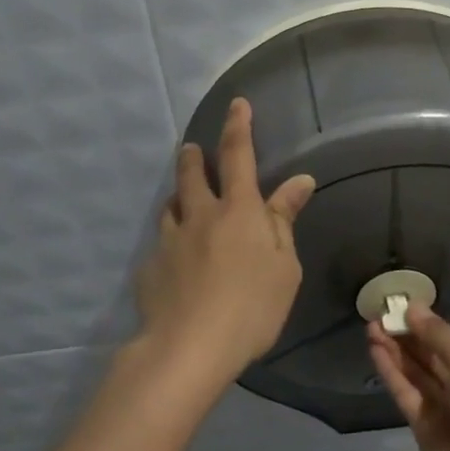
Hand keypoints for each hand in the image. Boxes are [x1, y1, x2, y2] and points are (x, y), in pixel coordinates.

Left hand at [135, 98, 315, 389]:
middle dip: (195, 157)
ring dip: (179, 197)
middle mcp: (199, 216)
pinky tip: (176, 262)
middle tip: (193, 149)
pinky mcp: (150, 268)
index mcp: (238, 211)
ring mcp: (170, 240)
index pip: (239, 156)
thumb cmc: (253, 307)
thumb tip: (299, 180)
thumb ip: (285, 220)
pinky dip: (171, 241)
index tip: (236, 104)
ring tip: (183, 202)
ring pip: (171, 206)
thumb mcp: (284, 266)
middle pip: (192, 174)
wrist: (190, 347)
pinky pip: (162, 244)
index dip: (238, 126)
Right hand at [367, 308, 449, 450]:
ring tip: (371, 326)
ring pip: (415, 373)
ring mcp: (444, 409)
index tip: (404, 305)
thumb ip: (438, 335)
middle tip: (381, 312)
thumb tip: (413, 307)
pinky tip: (375, 350)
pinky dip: (391, 372)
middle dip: (407, 335)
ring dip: (394, 350)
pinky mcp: (422, 427)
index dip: (429, 325)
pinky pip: (405, 393)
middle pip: (431, 357)